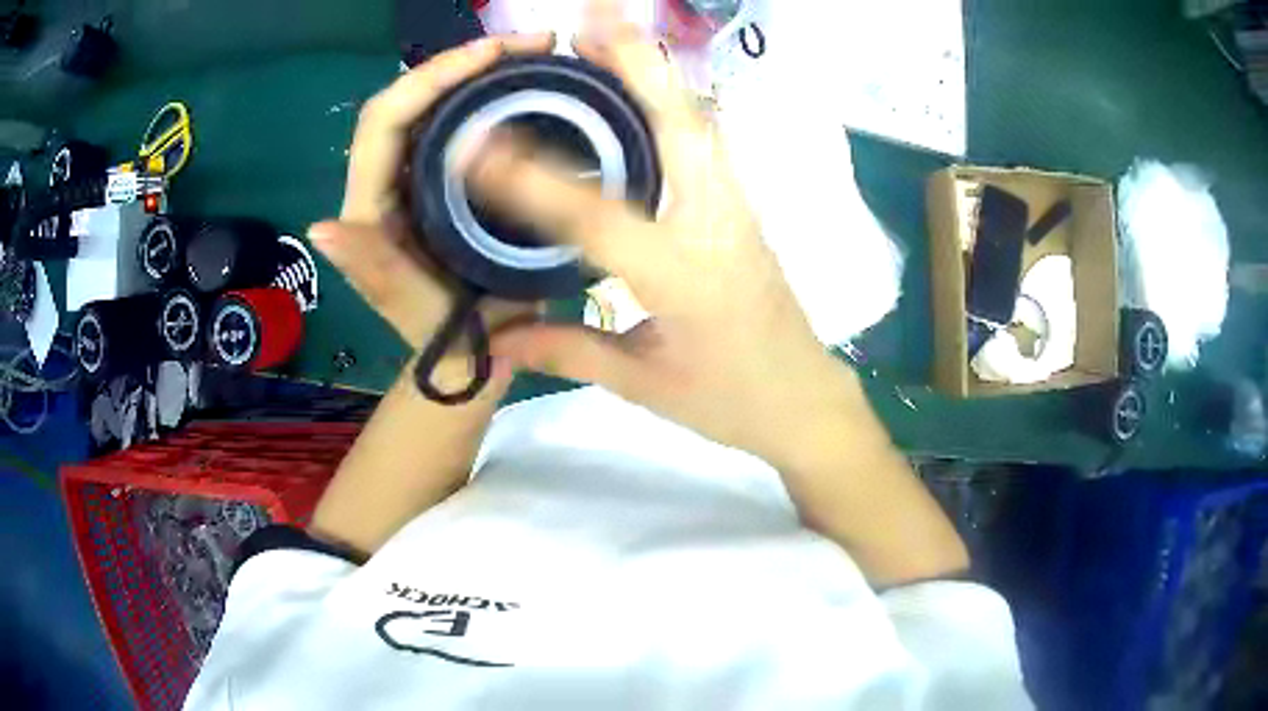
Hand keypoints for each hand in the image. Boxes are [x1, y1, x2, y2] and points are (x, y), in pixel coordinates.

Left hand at [307, 33, 554, 358]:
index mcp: (371, 204)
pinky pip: (464, 124)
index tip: (492, 54)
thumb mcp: (412, 306)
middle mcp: (388, 180)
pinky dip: (493, 96)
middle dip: (463, 61)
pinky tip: (528, 85)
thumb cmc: (443, 337)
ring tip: (536, 54)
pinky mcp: (447, 180)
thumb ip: (369, 269)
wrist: (472, 356)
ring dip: (481, 71)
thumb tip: (322, 227)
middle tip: (531, 43)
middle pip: (411, 98)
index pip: (383, 121)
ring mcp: (419, 176)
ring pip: (438, 105)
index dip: (430, 78)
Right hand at [468, 20, 855, 467]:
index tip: (477, 146)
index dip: (532, 180)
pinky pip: (708, 140)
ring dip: (655, 72)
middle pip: (680, 128)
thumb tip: (494, 338)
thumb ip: (565, 353)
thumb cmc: (730, 402)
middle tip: (589, 19)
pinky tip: (645, 87)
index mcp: (683, 277)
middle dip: (636, 64)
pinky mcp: (744, 206)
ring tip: (609, 35)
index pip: (596, 216)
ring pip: (698, 122)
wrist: (805, 400)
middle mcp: (716, 226)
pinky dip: (674, 102)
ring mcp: (739, 209)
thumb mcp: (644, 385)